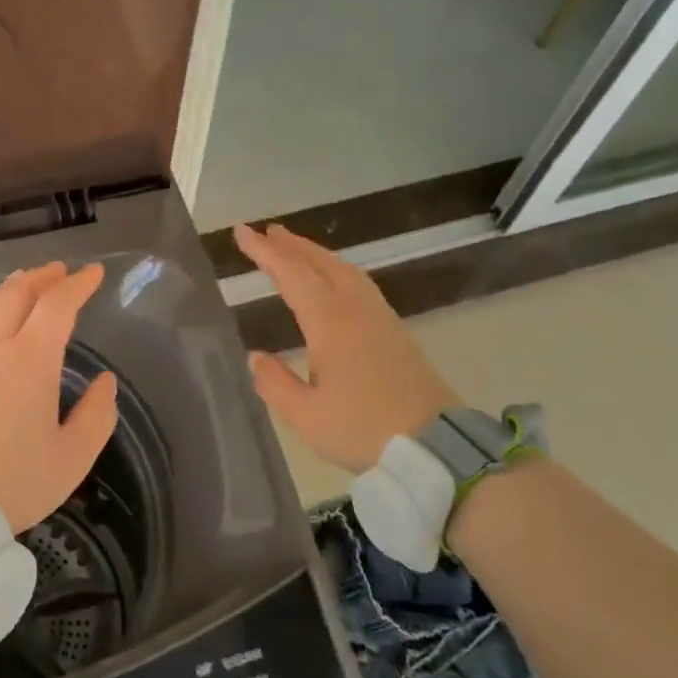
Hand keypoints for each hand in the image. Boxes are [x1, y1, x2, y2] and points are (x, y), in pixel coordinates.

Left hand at [0, 262, 117, 532]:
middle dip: (44, 276)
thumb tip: (106, 381)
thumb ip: (97, 414)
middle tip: (63, 271)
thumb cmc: (15, 481)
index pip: (57, 304)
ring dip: (15, 285)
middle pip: (19, 291)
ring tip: (31, 282)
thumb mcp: (73, 457)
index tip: (94, 273)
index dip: (78, 284)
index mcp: (30, 359)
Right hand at [233, 223, 462, 469]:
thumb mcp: (306, 415)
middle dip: (291, 245)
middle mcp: (355, 309)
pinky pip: (359, 283)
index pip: (291, 274)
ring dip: (316, 254)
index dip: (265, 252)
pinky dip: (337, 269)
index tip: (242, 233)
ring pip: (344, 270)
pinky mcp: (395, 330)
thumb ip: (274, 383)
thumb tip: (255, 356)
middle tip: (267, 231)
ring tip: (296, 247)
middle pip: (320, 263)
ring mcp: (380, 317)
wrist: (436, 446)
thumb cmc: (363, 429)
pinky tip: (334, 279)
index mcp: (330, 322)